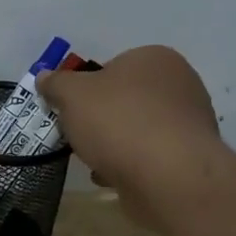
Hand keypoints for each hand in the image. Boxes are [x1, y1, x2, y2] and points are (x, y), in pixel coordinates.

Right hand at [35, 47, 225, 219]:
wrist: (169, 177)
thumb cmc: (119, 122)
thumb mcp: (71, 94)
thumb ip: (56, 83)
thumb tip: (46, 77)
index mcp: (155, 58)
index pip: (112, 66)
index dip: (86, 87)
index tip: (70, 108)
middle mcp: (180, 84)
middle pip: (125, 98)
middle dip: (100, 117)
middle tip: (78, 133)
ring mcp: (190, 123)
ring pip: (137, 128)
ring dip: (113, 143)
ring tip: (92, 159)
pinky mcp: (190, 158)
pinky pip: (150, 155)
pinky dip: (129, 164)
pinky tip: (111, 177)